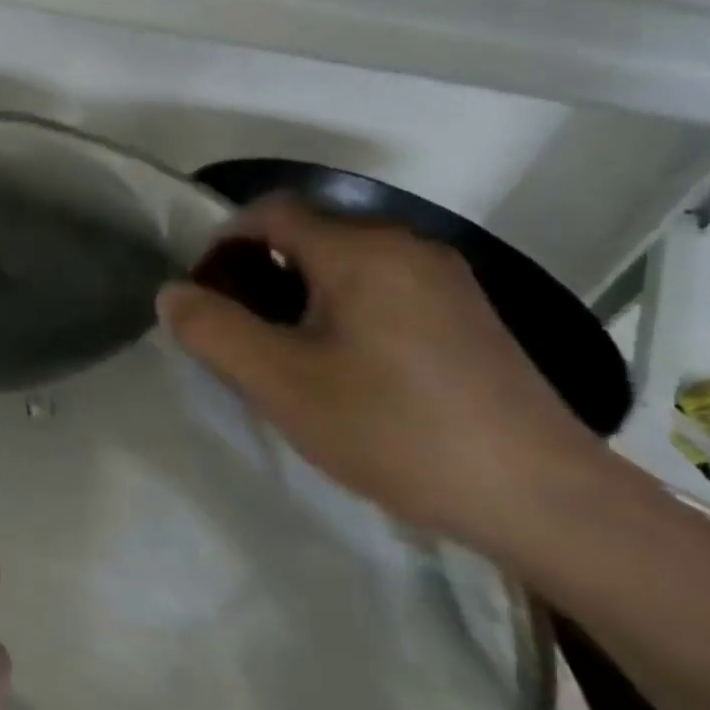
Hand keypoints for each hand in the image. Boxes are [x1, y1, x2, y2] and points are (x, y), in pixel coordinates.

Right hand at [156, 196, 612, 544]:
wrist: (538, 497)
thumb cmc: (392, 428)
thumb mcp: (278, 382)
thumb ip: (212, 330)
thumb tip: (172, 293)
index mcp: (361, 251)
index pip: (270, 213)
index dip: (221, 243)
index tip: (202, 297)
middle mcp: (406, 248)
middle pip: (307, 235)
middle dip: (255, 272)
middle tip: (234, 334)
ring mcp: (444, 281)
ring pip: (342, 265)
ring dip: (295, 294)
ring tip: (280, 355)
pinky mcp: (465, 316)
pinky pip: (379, 290)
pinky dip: (338, 310)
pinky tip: (339, 368)